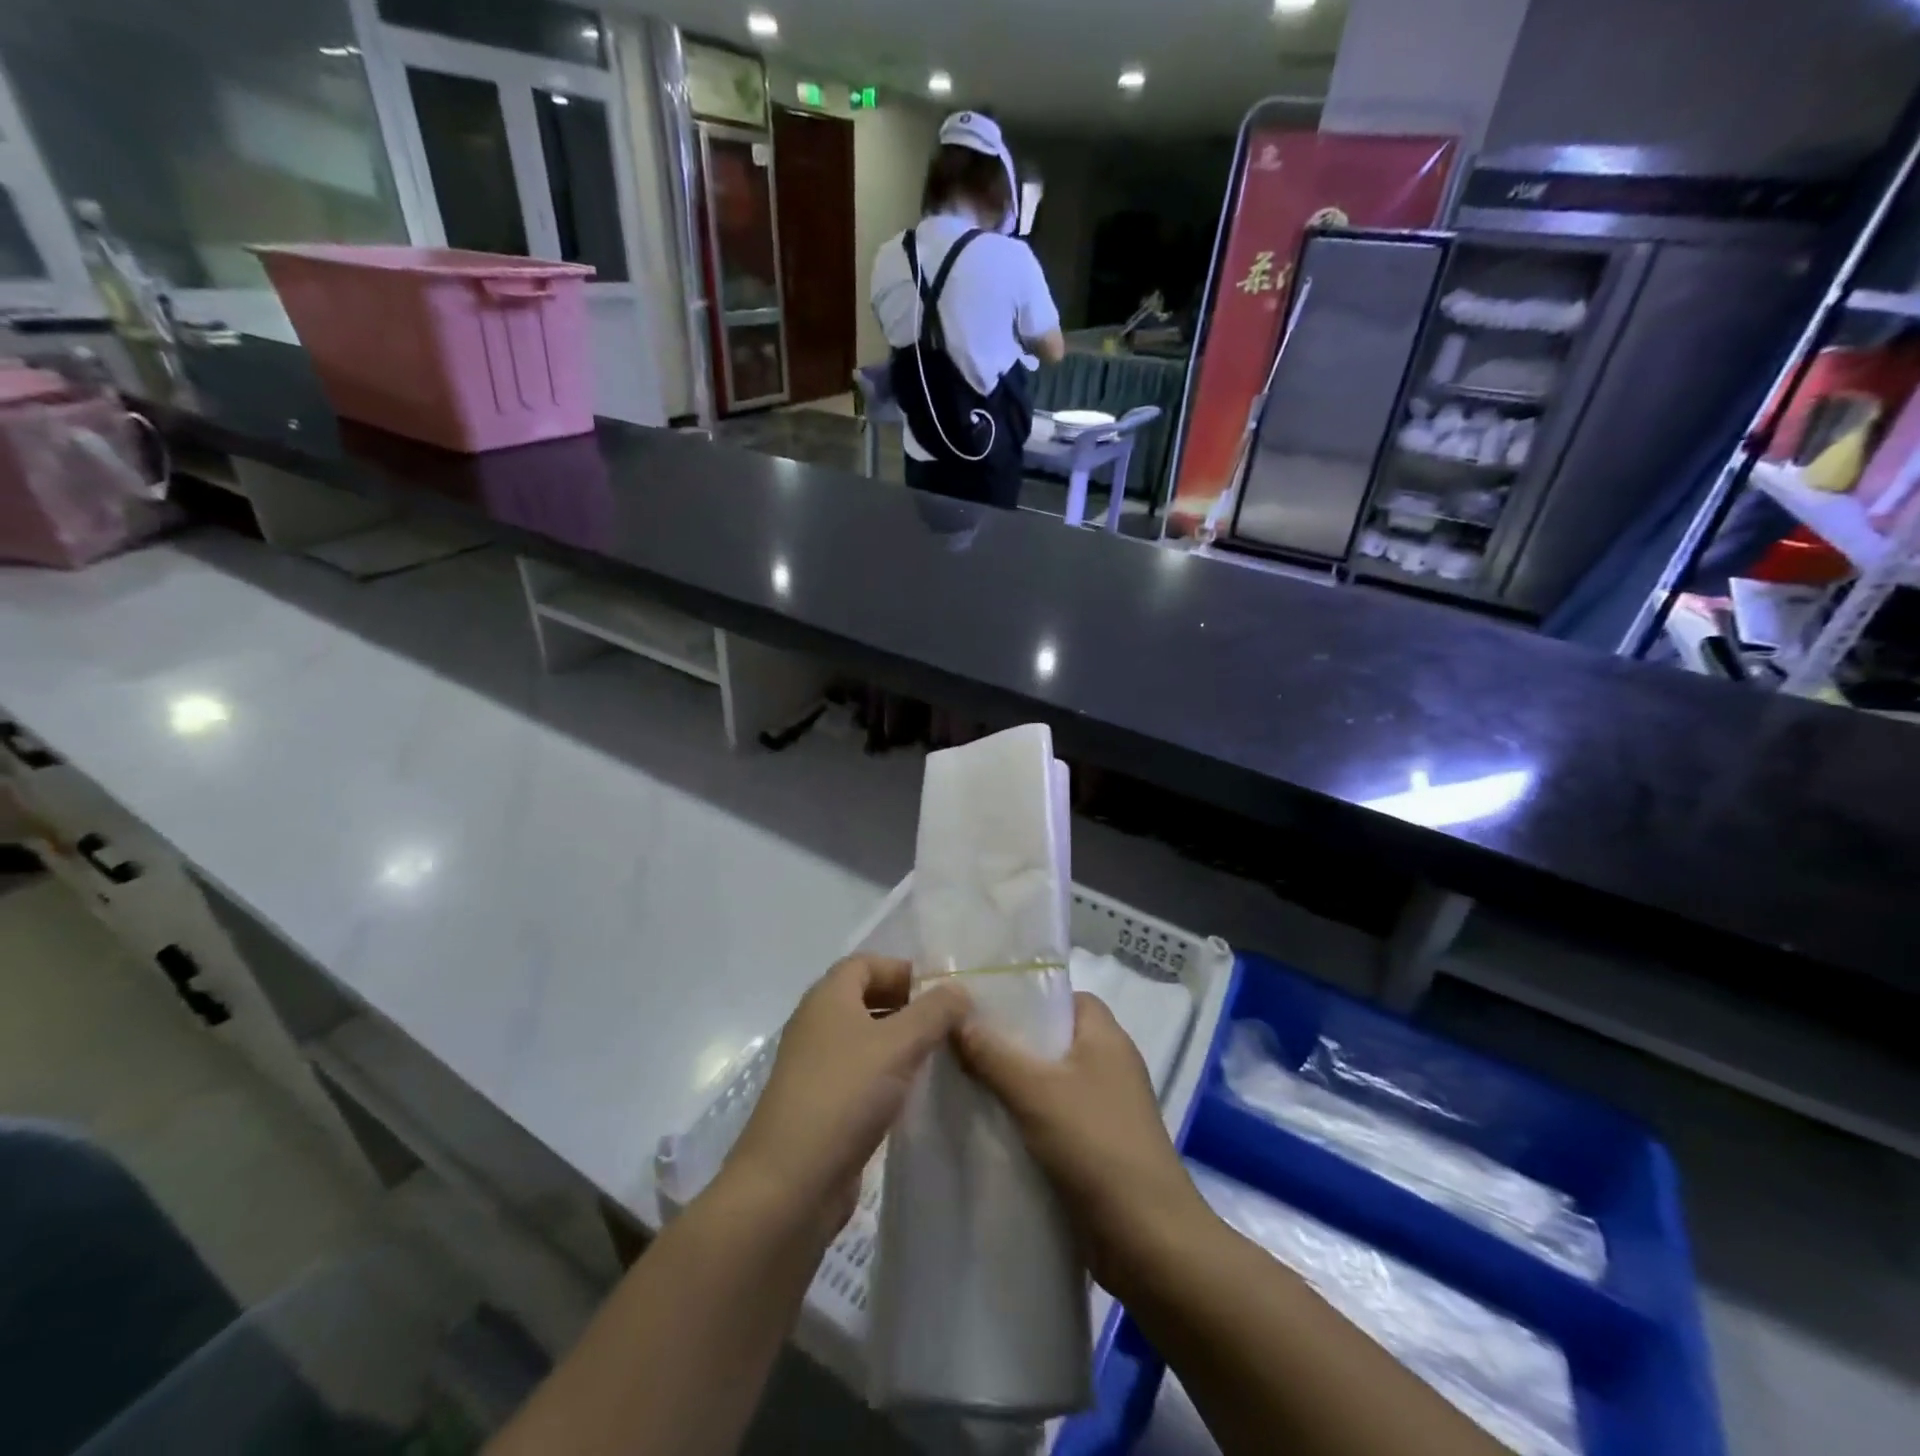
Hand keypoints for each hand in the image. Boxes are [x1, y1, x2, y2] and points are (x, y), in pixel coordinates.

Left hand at [724, 956, 968, 1241]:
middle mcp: (816, 1025)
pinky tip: (912, 1095)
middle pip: (864, 998)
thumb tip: (959, 989)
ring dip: (898, 1042)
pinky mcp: (819, 1106)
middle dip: (905, 1005)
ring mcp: (815, 1067)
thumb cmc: (844, 1096)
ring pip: (863, 1039)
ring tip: (937, 1057)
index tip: (939, 992)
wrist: (789, 1184)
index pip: (865, 963)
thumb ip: (935, 1012)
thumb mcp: (900, 1045)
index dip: (901, 969)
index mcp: (827, 998)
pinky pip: (858, 1075)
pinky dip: (885, 1075)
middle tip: (945, 1024)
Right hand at [955, 991, 1206, 1292]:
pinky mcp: (1097, 1146)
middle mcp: (1108, 1063)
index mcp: (1105, 1035)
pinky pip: (1052, 1116)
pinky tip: (987, 1124)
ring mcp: (1104, 1106)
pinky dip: (1024, 1116)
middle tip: (959, 1040)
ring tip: (962, 1079)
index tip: (979, 1002)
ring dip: (1012, 1082)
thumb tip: (954, 1016)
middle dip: (1008, 1040)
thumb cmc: (1096, 1146)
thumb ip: (992, 1053)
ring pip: (1048, 1079)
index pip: (1061, 995)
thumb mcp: (1035, 1092)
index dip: (1024, 994)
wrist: (1148, 1242)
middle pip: (1051, 1037)